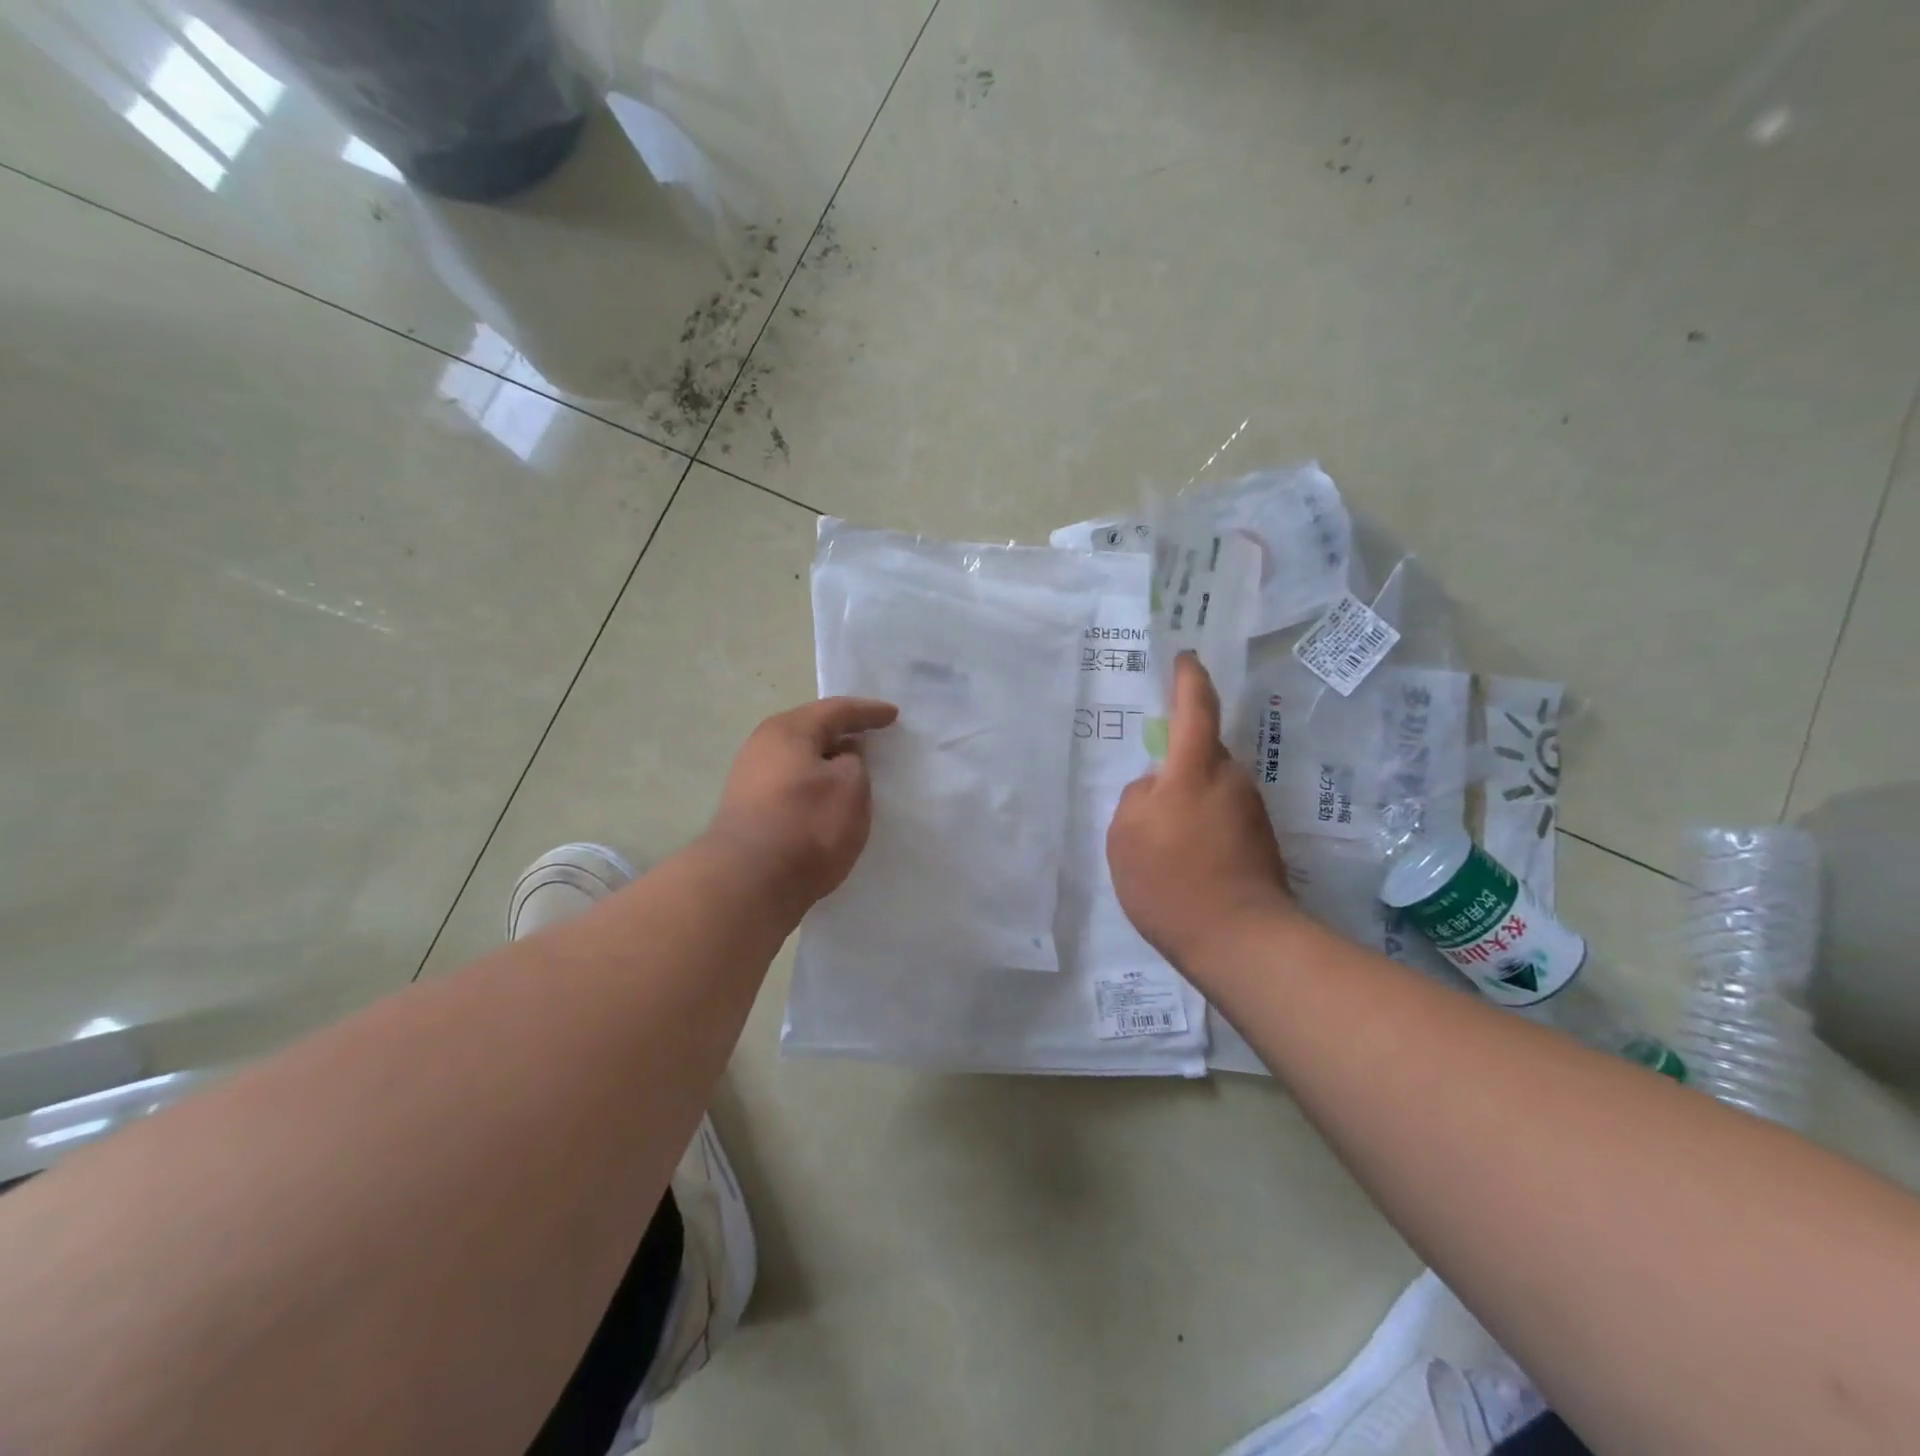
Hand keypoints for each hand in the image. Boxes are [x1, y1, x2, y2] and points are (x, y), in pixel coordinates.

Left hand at [706, 696, 898, 910]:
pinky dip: (813, 784)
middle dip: (842, 732)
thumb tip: (840, 758)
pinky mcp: (747, 811)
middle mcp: (762, 746)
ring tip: (853, 770)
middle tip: (871, 735)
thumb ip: (854, 763)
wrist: (749, 882)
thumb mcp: (851, 787)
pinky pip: (790, 784)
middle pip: (811, 731)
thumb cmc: (807, 825)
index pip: (836, 710)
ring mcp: (749, 779)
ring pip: (799, 760)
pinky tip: (826, 799)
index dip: (868, 712)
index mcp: (789, 730)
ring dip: (826, 762)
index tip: (893, 715)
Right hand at [1107, 654, 1294, 970]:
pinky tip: (1184, 860)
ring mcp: (1250, 812)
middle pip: (1202, 753)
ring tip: (1161, 840)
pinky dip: (1201, 826)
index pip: (1195, 709)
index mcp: (1195, 769)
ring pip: (1211, 788)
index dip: (1188, 680)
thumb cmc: (1171, 880)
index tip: (1185, 659)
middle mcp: (1231, 780)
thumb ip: (1137, 796)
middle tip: (1148, 793)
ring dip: (1188, 800)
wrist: (1239, 940)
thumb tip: (1157, 788)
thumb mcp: (1125, 835)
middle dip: (1178, 761)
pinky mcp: (1261, 842)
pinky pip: (1221, 816)